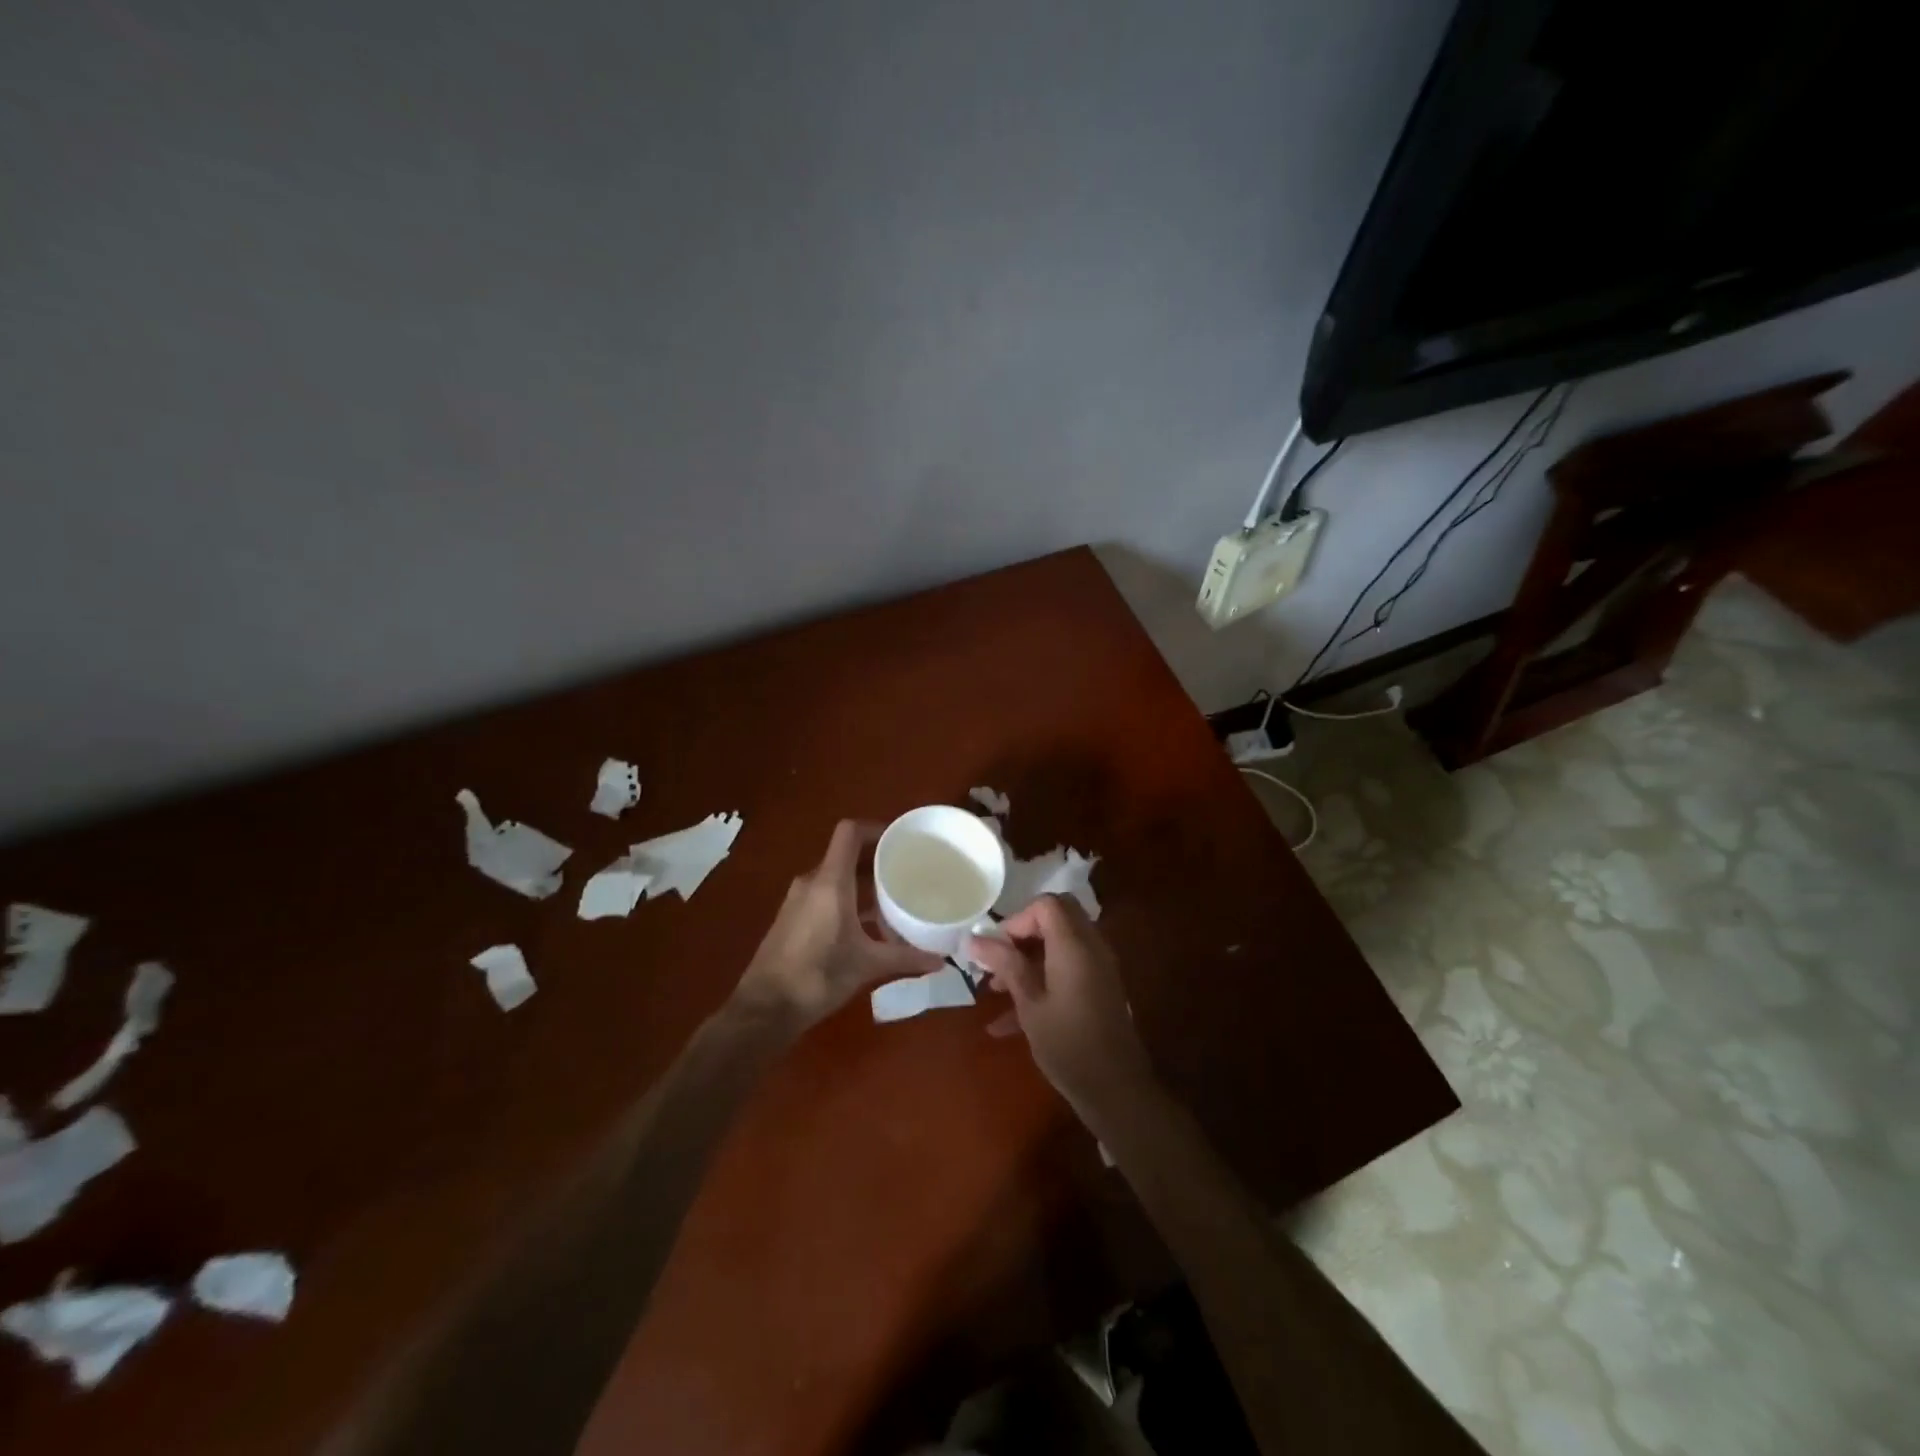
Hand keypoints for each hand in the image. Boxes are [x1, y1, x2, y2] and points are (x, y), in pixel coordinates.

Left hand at [735, 820, 944, 1028]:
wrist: (765, 1008)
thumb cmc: (818, 977)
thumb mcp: (867, 965)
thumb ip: (905, 957)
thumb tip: (941, 960)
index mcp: (830, 882)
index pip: (850, 833)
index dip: (875, 829)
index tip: (901, 840)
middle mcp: (812, 882)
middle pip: (846, 854)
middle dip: (876, 859)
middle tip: (907, 870)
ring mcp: (799, 900)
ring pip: (836, 877)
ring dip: (863, 883)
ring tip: (893, 898)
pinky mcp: (793, 918)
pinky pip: (825, 895)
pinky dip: (848, 899)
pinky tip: (867, 924)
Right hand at [967, 895, 1155, 1121]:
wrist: (1116, 1090)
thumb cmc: (1068, 1044)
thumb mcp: (1030, 1004)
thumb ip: (1005, 965)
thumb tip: (975, 938)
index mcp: (1074, 944)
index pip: (1046, 904)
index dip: (1017, 919)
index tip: (996, 948)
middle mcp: (1090, 946)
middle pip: (1056, 917)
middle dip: (1023, 934)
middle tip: (999, 960)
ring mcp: (1098, 967)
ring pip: (1059, 944)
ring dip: (1028, 959)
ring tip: (994, 990)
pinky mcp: (1098, 988)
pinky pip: (1067, 969)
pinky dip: (1042, 980)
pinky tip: (1006, 1022)